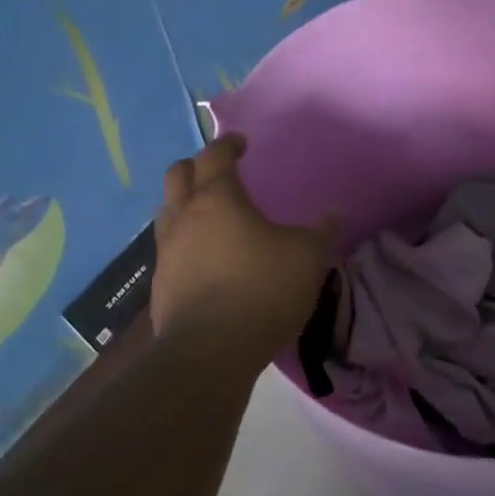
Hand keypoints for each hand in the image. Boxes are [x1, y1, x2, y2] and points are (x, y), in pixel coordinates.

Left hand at [150, 135, 337, 371]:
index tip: (241, 142)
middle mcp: (184, 217)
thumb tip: (334, 214)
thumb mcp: (308, 257)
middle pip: (178, 175)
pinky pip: (168, 248)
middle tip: (219, 171)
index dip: (228, 144)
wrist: (210, 353)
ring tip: (209, 214)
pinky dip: (184, 241)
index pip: (216, 156)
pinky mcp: (160, 285)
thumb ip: (323, 232)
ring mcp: (166, 252)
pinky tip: (204, 259)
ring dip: (184, 203)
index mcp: (218, 199)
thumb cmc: (262, 290)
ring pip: (167, 211)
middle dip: (197, 166)